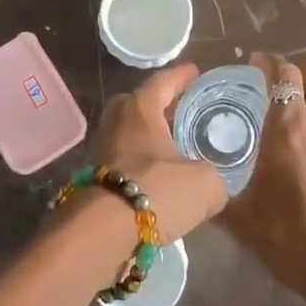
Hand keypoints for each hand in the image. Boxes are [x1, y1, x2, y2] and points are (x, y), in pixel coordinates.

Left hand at [88, 63, 226, 241]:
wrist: (99, 234)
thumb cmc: (156, 192)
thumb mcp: (205, 184)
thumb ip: (214, 177)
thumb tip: (213, 184)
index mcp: (140, 108)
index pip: (163, 81)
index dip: (181, 76)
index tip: (194, 71)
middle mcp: (115, 121)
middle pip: (139, 104)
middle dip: (160, 106)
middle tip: (182, 111)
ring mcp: (98, 149)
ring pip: (128, 134)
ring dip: (148, 139)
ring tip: (173, 148)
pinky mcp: (91, 178)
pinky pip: (122, 161)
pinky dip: (139, 165)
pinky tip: (156, 181)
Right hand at [222, 53, 305, 305]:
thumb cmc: (289, 238)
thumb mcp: (242, 219)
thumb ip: (217, 196)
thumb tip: (197, 188)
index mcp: (287, 128)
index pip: (282, 75)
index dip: (268, 63)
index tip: (255, 62)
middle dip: (295, 73)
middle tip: (276, 87)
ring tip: (300, 111)